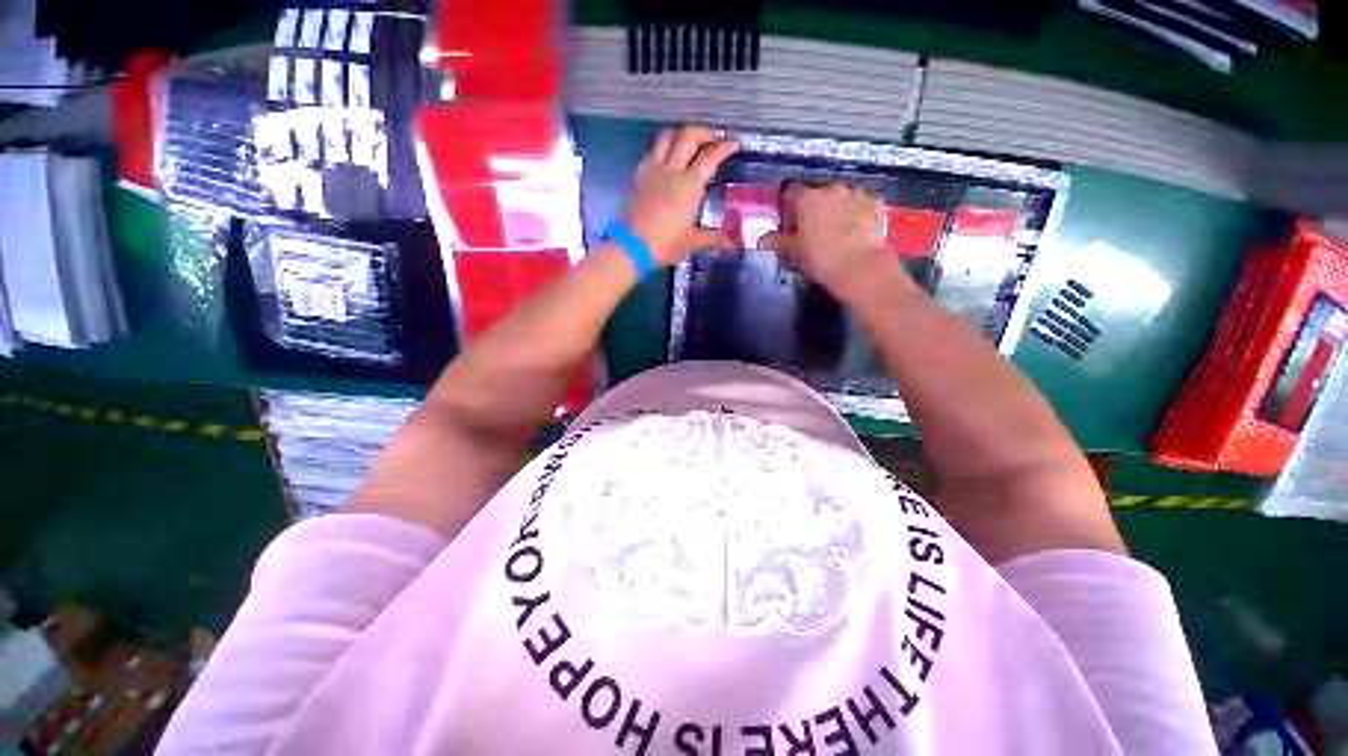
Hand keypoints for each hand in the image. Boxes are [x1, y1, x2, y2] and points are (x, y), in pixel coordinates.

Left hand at [624, 125, 737, 265]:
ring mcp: (653, 170)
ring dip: (681, 133)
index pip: (710, 157)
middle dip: (705, 132)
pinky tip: (667, 157)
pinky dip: (663, 147)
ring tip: (689, 140)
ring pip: (667, 137)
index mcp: (690, 186)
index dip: (725, 147)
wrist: (632, 246)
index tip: (733, 143)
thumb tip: (730, 242)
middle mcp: (672, 171)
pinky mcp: (639, 176)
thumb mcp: (692, 242)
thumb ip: (712, 238)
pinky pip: (652, 151)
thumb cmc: (665, 244)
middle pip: (689, 136)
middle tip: (714, 138)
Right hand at [759, 181, 898, 301]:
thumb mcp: (794, 252)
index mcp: (807, 198)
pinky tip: (852, 230)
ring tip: (832, 230)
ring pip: (839, 197)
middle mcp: (831, 189)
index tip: (788, 220)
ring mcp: (855, 194)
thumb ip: (778, 241)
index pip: (790, 192)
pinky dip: (853, 212)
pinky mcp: (875, 204)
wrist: (860, 267)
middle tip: (809, 229)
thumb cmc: (820, 259)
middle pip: (816, 193)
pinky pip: (858, 204)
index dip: (788, 204)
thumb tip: (763, 240)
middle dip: (812, 207)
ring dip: (834, 208)